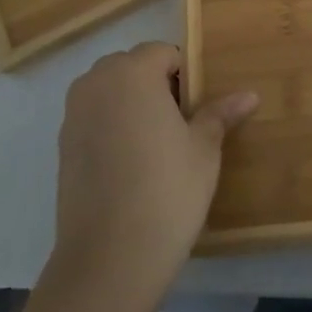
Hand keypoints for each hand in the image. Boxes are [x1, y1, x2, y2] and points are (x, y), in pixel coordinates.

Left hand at [51, 42, 257, 295]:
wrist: (110, 258)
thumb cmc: (167, 190)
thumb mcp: (204, 149)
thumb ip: (220, 114)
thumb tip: (249, 95)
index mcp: (131, 73)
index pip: (163, 53)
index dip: (186, 75)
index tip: (198, 107)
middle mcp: (95, 83)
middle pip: (132, 67)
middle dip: (156, 85)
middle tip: (181, 124)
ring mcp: (73, 115)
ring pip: (110, 93)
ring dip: (132, 105)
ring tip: (157, 145)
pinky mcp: (61, 147)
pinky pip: (94, 119)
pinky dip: (112, 128)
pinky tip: (131, 165)